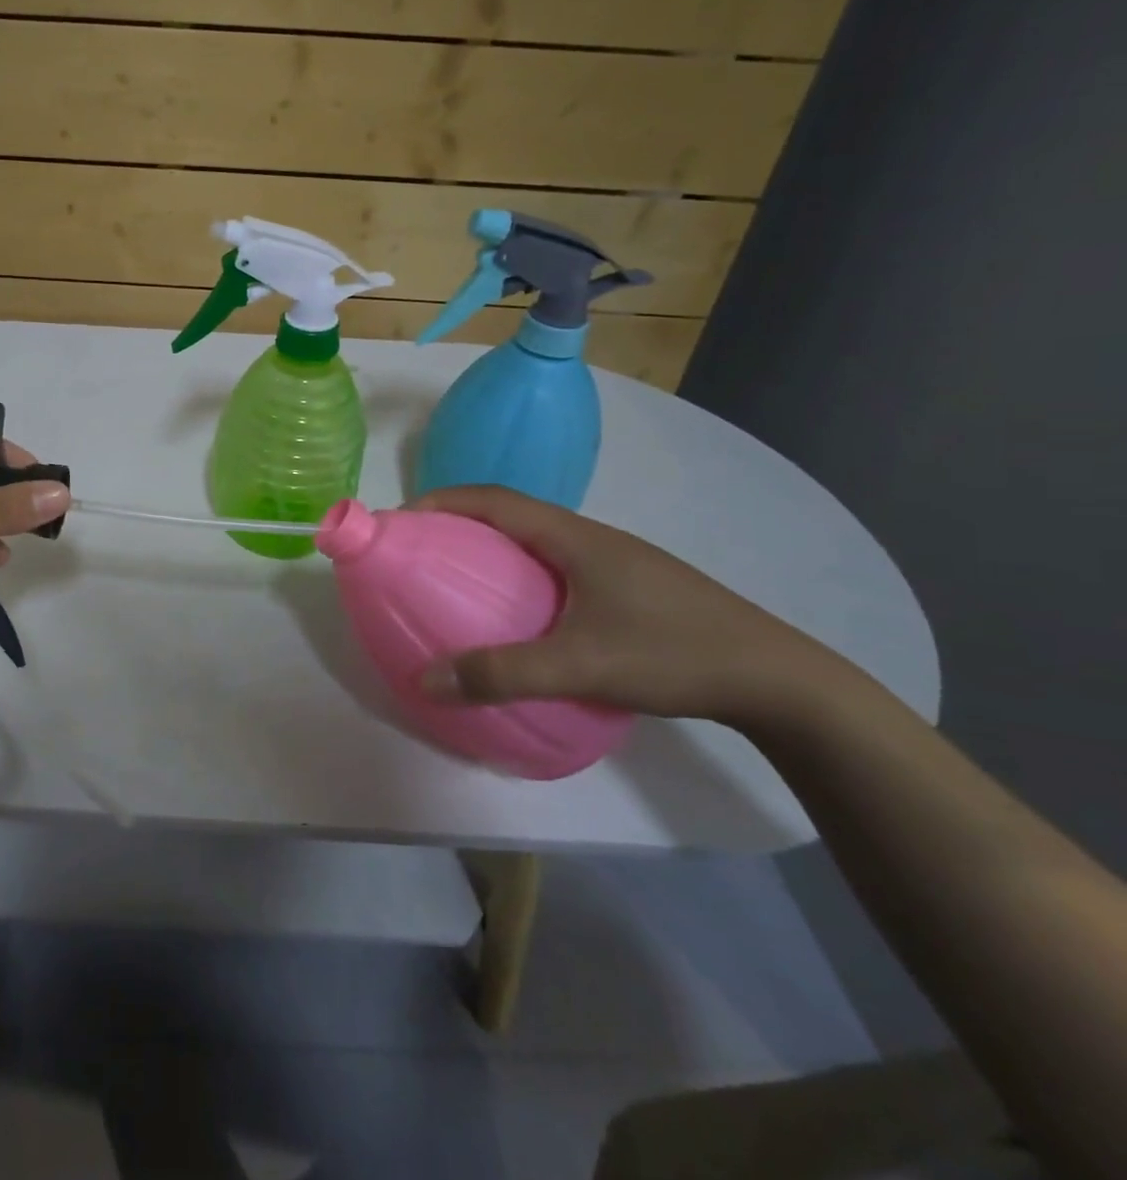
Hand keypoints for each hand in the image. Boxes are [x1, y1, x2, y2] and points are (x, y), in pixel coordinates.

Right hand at [411, 486, 866, 729]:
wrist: (779, 680)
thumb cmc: (673, 654)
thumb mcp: (580, 666)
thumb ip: (501, 673)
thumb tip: (426, 679)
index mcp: (574, 537)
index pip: (493, 499)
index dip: (442, 501)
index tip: (401, 520)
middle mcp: (591, 538)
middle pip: (510, 514)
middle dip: (458, 524)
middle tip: (420, 553)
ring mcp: (615, 562)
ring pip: (536, 541)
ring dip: (491, 549)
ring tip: (458, 581)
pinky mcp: (629, 587)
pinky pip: (556, 566)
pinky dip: (520, 575)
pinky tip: (519, 615)